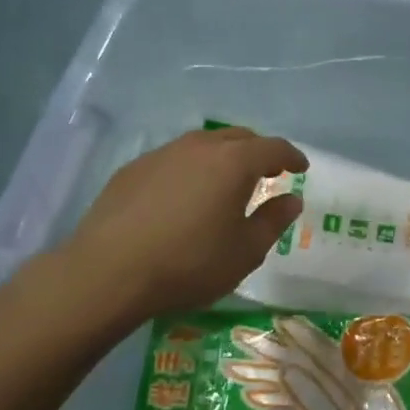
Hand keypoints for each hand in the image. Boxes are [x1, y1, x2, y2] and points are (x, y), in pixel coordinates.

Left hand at [57, 127, 306, 321]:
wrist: (108, 272)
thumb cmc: (190, 264)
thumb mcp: (245, 251)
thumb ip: (273, 221)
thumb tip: (291, 199)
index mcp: (234, 162)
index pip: (273, 148)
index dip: (292, 156)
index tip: (301, 168)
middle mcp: (199, 147)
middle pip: (238, 137)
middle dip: (259, 152)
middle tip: (268, 174)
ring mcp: (162, 154)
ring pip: (203, 144)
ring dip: (223, 157)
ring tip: (226, 183)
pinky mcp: (133, 169)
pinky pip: (174, 159)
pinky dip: (191, 169)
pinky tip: (184, 196)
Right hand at [223, 317, 409, 409]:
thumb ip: (317, 404)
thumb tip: (287, 370)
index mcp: (363, 387)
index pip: (326, 355)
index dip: (302, 338)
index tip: (275, 324)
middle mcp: (354, 392)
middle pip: (309, 366)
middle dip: (275, 354)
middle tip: (240, 340)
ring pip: (302, 385)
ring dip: (270, 376)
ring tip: (235, 369)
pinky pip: (304, 407)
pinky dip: (280, 400)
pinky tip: (254, 398)